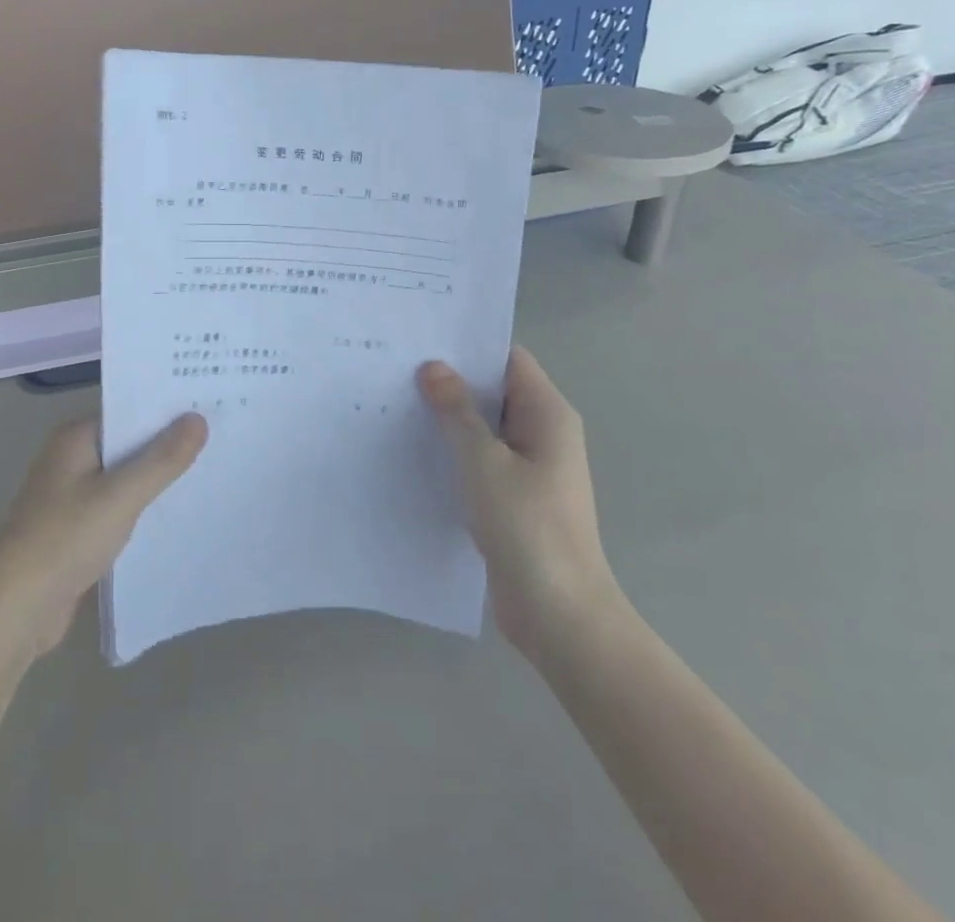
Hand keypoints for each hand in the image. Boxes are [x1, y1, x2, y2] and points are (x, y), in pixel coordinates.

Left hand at [0, 414, 205, 657]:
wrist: (15, 609)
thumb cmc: (65, 538)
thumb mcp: (121, 495)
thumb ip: (162, 459)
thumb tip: (198, 418)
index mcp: (75, 438)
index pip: (128, 411)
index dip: (166, 410)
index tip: (209, 405)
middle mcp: (71, 460)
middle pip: (128, 444)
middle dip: (167, 445)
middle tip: (220, 438)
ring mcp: (71, 497)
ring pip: (124, 479)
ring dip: (156, 480)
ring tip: (210, 472)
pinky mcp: (76, 532)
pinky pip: (118, 510)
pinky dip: (142, 511)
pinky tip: (177, 516)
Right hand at [417, 347, 617, 654]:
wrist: (559, 615)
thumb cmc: (526, 527)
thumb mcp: (483, 461)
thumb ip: (456, 411)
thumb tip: (434, 366)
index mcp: (547, 414)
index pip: (508, 359)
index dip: (469, 346)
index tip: (422, 338)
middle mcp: (543, 433)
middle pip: (494, 391)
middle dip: (451, 380)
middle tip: (396, 367)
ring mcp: (531, 468)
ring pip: (485, 427)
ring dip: (448, 418)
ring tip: (395, 402)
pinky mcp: (515, 497)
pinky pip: (482, 459)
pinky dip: (454, 451)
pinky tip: (414, 450)